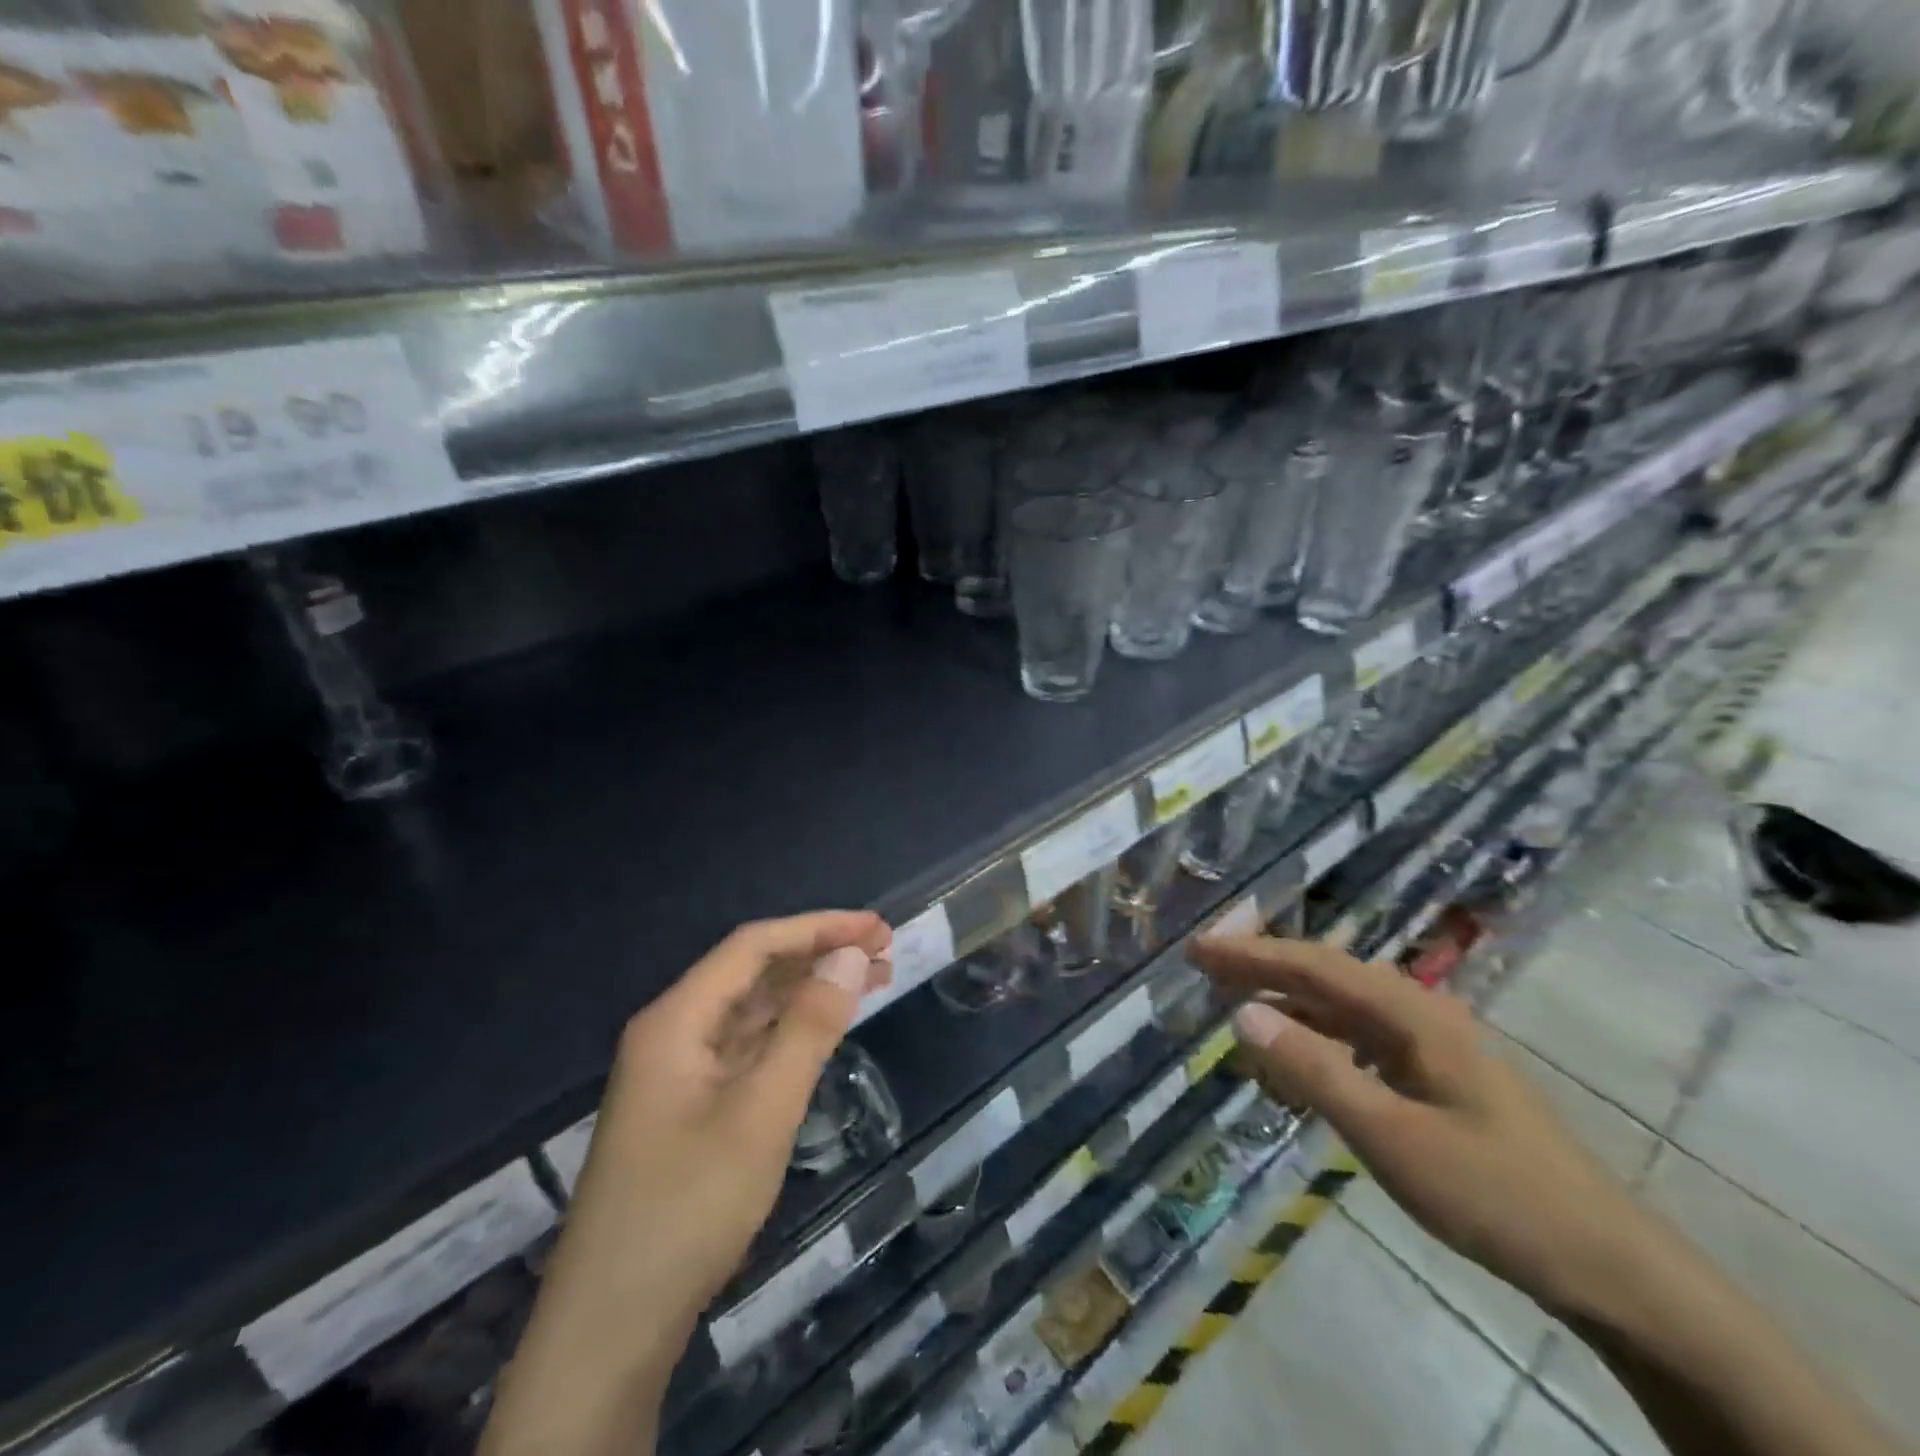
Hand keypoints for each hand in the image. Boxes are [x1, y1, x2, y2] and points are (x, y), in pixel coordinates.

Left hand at [483, 911, 891, 1455]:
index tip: (876, 928)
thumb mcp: (762, 1112)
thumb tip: (850, 956)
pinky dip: (789, 1032)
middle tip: (884, 951)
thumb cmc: (689, 1208)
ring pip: (752, 1010)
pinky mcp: (688, 1107)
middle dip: (818, 955)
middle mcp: (673, 1031)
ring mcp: (677, 1071)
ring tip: (871, 982)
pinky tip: (823, 1032)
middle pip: (753, 972)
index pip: (754, 945)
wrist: (611, 1328)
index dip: (819, 928)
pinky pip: (746, 1047)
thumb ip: (809, 1028)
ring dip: (808, 991)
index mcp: (677, 1018)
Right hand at [1192, 935, 1641, 1319]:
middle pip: (1325, 973)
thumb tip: (1242, 1015)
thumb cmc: (1493, 1193)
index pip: (1314, 964)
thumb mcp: (1390, 1135)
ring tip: (1233, 1007)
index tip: (1197, 948)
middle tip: (1203, 966)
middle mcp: (1418, 1012)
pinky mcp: (1433, 1075)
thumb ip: (1313, 1070)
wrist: (1606, 1264)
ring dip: (1286, 1001)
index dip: (1250, 952)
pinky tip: (1293, 1058)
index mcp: (1411, 1013)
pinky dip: (1314, 1038)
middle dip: (1262, 966)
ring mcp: (1429, 1044)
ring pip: (1340, 1005)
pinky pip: (1357, 1038)